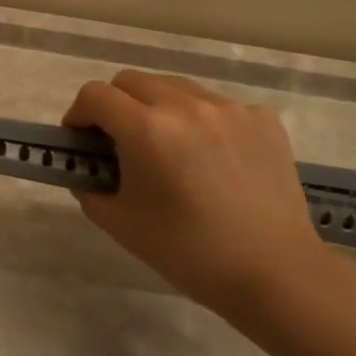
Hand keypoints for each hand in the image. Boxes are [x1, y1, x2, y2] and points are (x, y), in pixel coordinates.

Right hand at [63, 71, 325, 322]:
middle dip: (115, 106)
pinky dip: (200, 121)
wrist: (276, 274)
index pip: (94, 95)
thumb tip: (86, 171)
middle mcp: (186, 105)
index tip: (82, 141)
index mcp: (147, 129)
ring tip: (169, 149)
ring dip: (157, 108)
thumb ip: (90, 188)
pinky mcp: (261, 118)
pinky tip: (211, 159)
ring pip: (174, 87)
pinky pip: (215, 105)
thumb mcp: (121, 224)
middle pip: (131, 81)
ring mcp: (229, 108)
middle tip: (120, 143)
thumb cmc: (190, 252)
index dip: (79, 115)